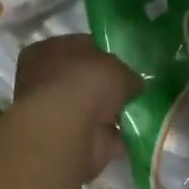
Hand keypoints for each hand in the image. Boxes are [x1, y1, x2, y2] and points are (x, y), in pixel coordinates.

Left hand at [15, 33, 142, 180]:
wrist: (67, 132)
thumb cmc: (84, 84)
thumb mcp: (116, 66)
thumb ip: (126, 73)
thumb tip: (134, 84)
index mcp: (48, 51)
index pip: (81, 47)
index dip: (106, 53)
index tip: (128, 62)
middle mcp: (46, 81)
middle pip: (85, 80)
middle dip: (108, 87)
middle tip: (136, 89)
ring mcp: (57, 114)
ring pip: (92, 109)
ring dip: (113, 113)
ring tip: (141, 112)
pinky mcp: (70, 141)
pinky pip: (100, 135)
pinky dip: (117, 137)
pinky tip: (137, 134)